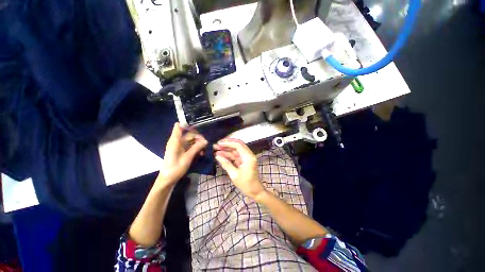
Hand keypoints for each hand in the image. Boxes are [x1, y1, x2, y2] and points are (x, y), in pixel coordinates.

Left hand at [157, 123, 207, 185]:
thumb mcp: (188, 157)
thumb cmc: (176, 167)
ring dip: (198, 144)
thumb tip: (206, 140)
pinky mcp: (181, 151)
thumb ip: (197, 147)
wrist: (168, 179)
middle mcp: (177, 141)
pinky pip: (190, 146)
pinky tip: (201, 153)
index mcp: (175, 140)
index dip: (188, 124)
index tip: (199, 128)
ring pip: (191, 141)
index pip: (179, 126)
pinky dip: (195, 148)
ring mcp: (179, 146)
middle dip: (198, 138)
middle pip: (189, 134)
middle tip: (205, 144)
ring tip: (203, 151)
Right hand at [214, 138, 265, 199]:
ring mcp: (246, 158)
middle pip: (237, 145)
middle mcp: (248, 155)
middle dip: (227, 144)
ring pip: (236, 150)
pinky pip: (236, 156)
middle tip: (216, 145)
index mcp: (248, 157)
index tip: (219, 143)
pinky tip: (221, 155)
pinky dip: (229, 155)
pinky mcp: (244, 161)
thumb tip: (217, 156)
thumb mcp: (234, 175)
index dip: (228, 143)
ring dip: (226, 150)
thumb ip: (226, 164)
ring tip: (216, 150)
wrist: (255, 191)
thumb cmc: (246, 184)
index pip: (238, 145)